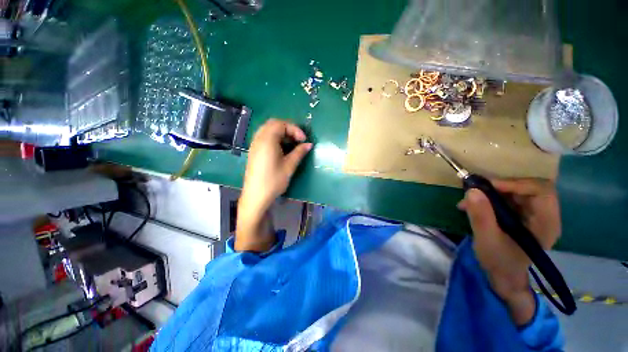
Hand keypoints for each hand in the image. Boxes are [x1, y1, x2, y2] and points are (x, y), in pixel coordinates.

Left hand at [236, 119, 311, 251]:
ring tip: (291, 144)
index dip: (295, 129)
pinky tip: (281, 149)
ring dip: (281, 133)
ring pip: (268, 130)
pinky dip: (274, 138)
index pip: (281, 124)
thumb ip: (299, 152)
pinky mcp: (254, 151)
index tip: (304, 140)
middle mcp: (258, 139)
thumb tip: (309, 144)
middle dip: (288, 129)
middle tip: (298, 139)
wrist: (255, 196)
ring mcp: (254, 145)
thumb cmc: (273, 181)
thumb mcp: (289, 166)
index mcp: (267, 140)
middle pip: (273, 124)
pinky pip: (264, 137)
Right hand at [457, 178, 560, 324]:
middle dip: (500, 187)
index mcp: (546, 224)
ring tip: (469, 200)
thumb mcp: (487, 240)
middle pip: (529, 188)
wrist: (503, 276)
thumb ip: (481, 216)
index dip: (517, 184)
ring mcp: (534, 215)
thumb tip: (472, 191)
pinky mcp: (522, 215)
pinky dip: (490, 198)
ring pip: (516, 191)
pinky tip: (474, 205)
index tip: (489, 186)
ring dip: (492, 192)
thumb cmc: (499, 262)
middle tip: (476, 190)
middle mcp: (544, 216)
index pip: (542, 191)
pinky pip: (508, 198)